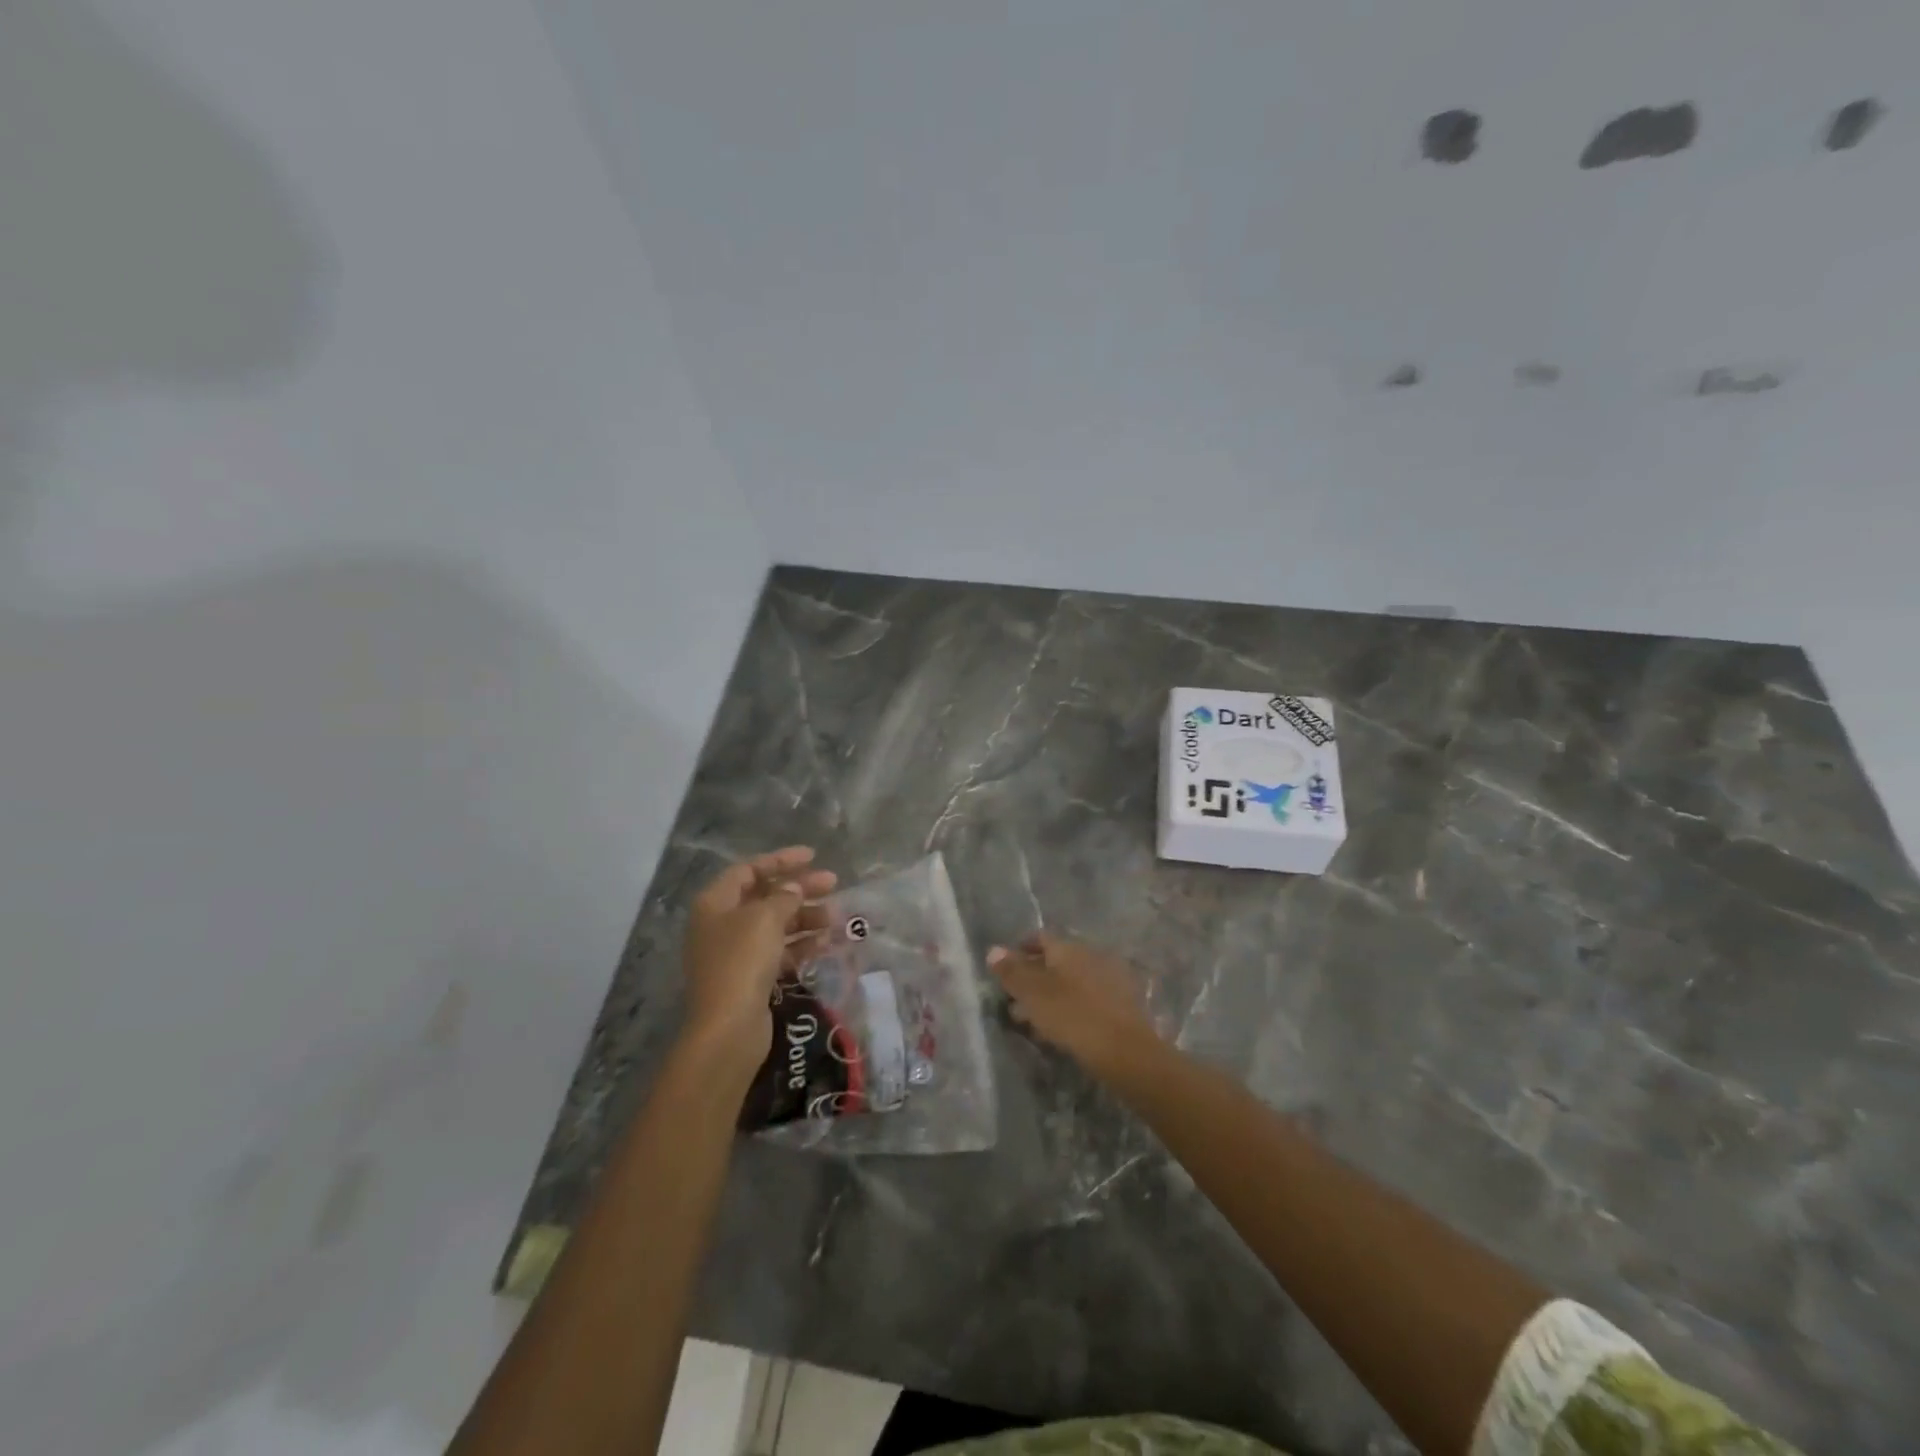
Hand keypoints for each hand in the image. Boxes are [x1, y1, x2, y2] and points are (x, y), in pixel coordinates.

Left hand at [681, 847, 835, 1077]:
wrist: (728, 1028)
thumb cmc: (742, 960)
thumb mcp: (766, 918)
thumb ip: (784, 897)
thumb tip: (794, 889)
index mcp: (715, 903)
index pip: (749, 870)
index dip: (781, 860)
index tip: (812, 856)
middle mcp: (721, 924)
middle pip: (765, 897)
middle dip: (800, 889)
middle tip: (833, 883)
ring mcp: (735, 953)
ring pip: (775, 925)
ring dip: (805, 918)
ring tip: (835, 918)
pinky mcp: (750, 978)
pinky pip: (779, 952)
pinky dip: (801, 945)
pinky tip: (825, 943)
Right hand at [988, 934, 1162, 1084]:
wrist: (1125, 1051)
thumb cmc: (1072, 1016)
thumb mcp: (1033, 994)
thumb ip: (1012, 971)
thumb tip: (993, 949)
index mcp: (1068, 947)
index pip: (1039, 938)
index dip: (1019, 950)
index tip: (1004, 970)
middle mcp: (1090, 955)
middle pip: (1055, 960)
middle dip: (1033, 977)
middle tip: (1014, 999)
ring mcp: (1108, 979)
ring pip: (1070, 981)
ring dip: (1050, 995)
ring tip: (1032, 1020)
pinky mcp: (1120, 1004)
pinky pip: (1086, 998)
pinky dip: (1069, 1007)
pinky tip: (1060, 1029)